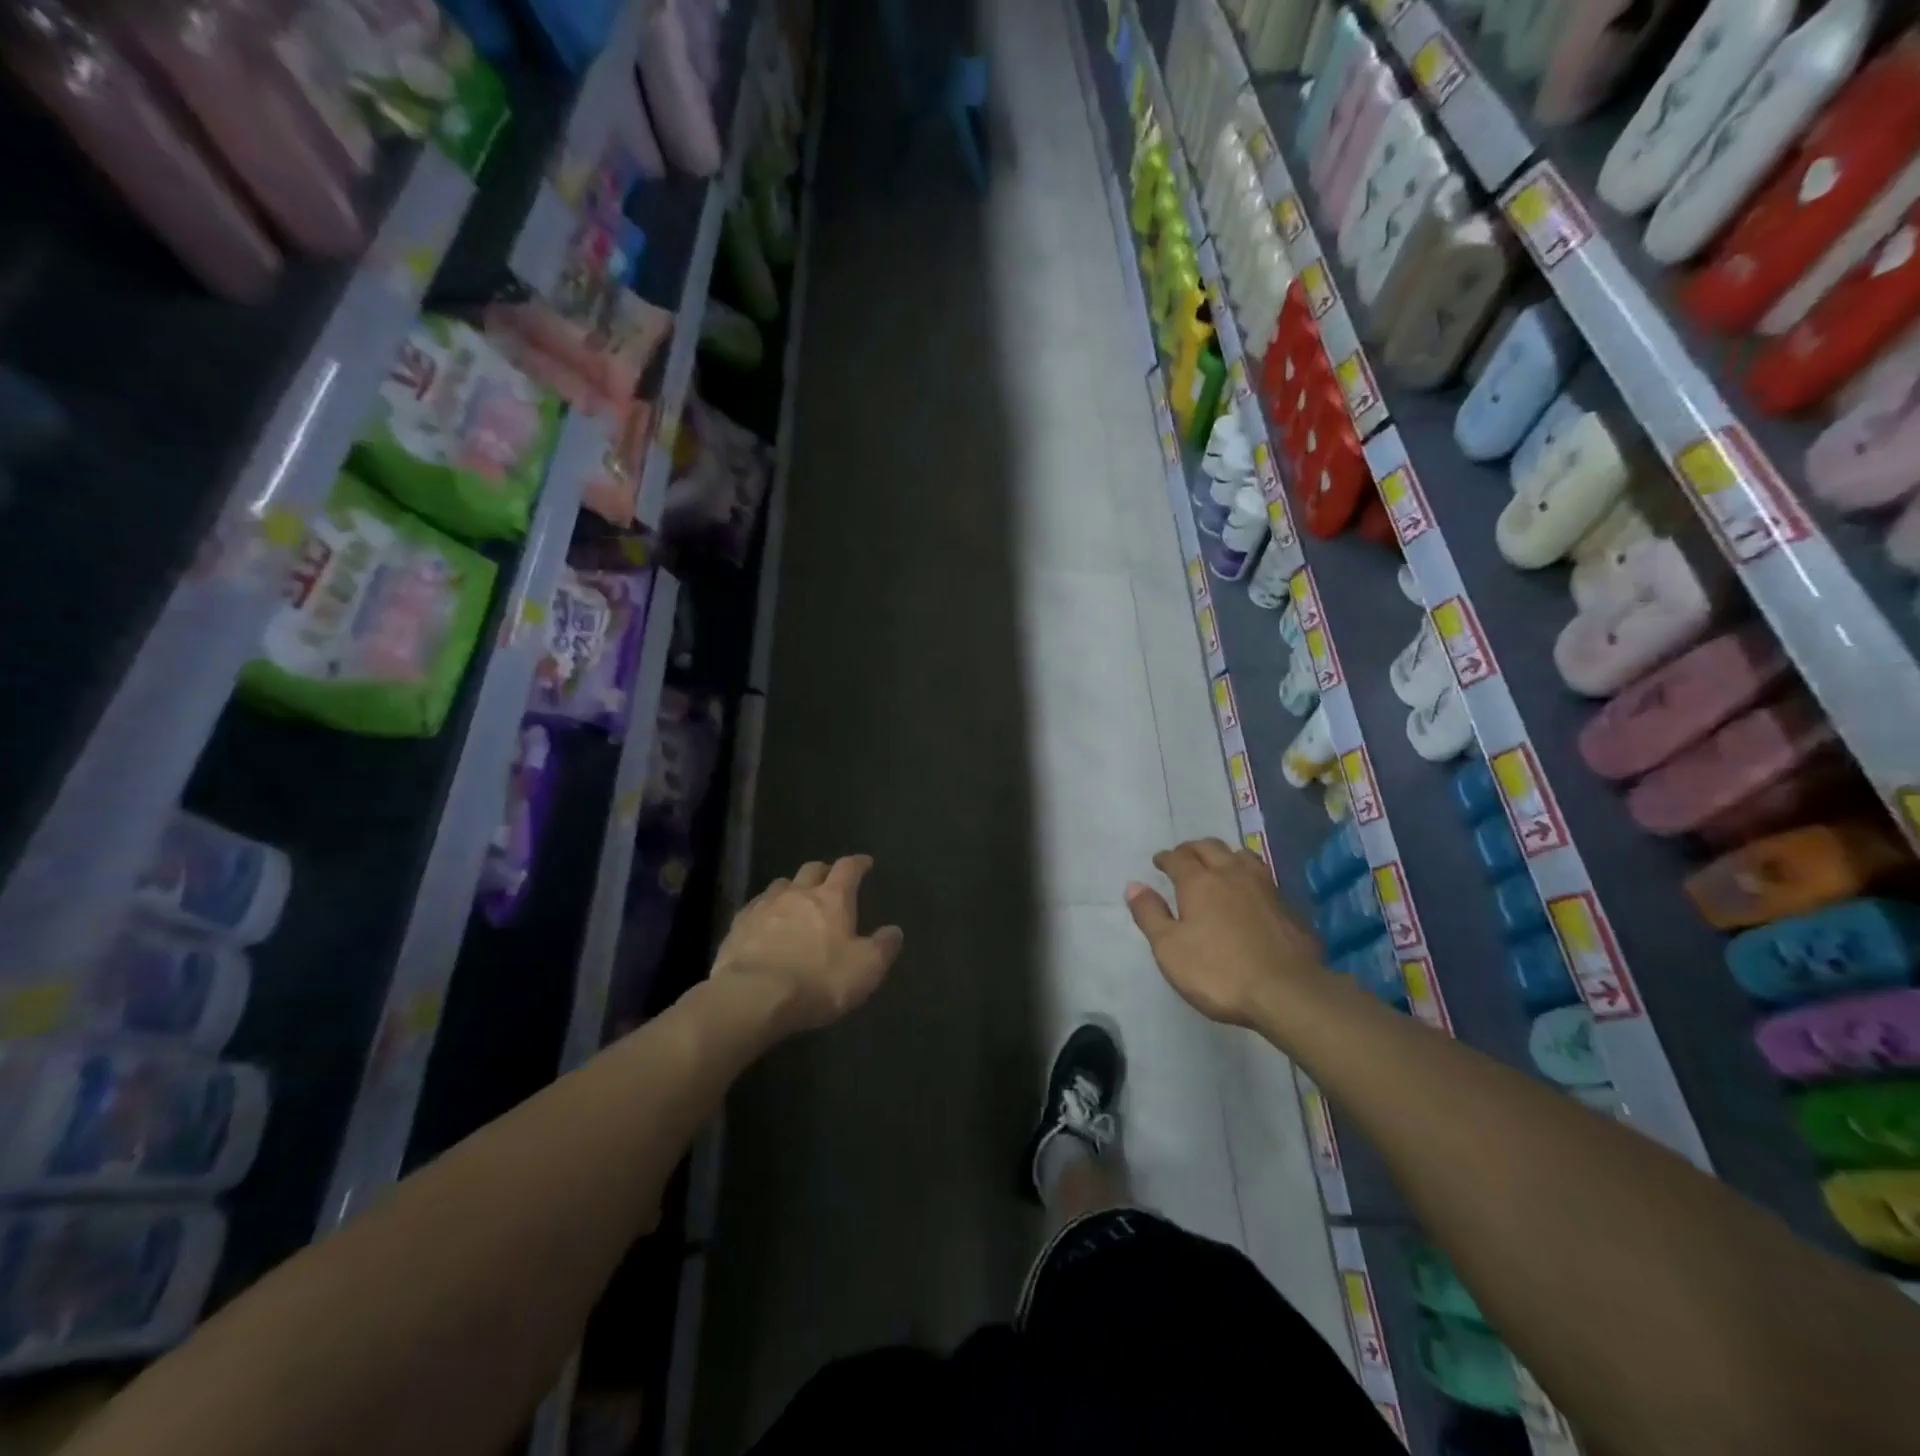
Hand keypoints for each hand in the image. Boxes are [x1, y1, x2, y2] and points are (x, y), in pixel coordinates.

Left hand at [713, 856, 902, 1036]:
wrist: (753, 997)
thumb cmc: (818, 981)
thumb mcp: (865, 969)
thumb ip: (883, 947)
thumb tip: (894, 930)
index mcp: (832, 899)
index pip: (848, 868)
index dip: (858, 863)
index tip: (865, 862)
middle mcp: (797, 893)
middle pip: (811, 869)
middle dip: (823, 871)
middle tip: (829, 880)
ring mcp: (764, 907)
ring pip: (781, 885)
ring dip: (792, 888)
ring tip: (796, 900)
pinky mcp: (738, 926)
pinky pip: (755, 907)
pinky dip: (765, 910)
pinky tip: (765, 923)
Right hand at [1125, 839, 1329, 1027]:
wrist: (1287, 993)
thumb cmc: (1218, 972)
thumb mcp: (1169, 948)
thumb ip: (1149, 914)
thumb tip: (1134, 885)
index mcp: (1199, 882)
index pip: (1178, 858)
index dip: (1165, 858)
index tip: (1159, 862)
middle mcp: (1231, 874)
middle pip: (1210, 847)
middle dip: (1193, 849)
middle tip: (1183, 857)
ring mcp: (1264, 888)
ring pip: (1241, 855)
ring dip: (1224, 855)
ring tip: (1218, 865)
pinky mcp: (1287, 906)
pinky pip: (1262, 877)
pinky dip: (1248, 875)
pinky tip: (1248, 891)